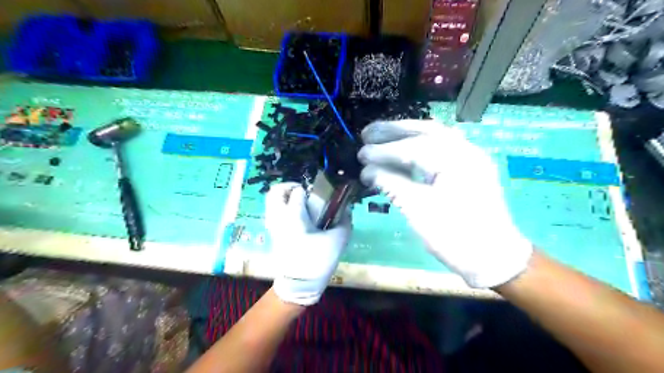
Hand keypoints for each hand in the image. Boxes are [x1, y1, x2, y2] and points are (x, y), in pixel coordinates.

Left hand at [263, 182, 352, 305]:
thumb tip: (346, 209)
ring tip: (299, 202)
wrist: (299, 285)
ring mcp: (272, 226)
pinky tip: (296, 215)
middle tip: (302, 191)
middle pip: (275, 191)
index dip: (309, 190)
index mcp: (293, 216)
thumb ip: (344, 221)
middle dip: (288, 186)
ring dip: (284, 196)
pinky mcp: (272, 233)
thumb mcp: (337, 241)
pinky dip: (282, 207)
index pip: (297, 192)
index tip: (319, 195)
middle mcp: (279, 217)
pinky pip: (273, 212)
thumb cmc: (317, 261)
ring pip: (271, 201)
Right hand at [359, 119, 532, 287]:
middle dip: (394, 130)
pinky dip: (420, 144)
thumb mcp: (418, 210)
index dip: (383, 151)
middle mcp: (466, 150)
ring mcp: (471, 157)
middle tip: (367, 133)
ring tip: (381, 135)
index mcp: (455, 160)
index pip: (412, 147)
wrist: (494, 258)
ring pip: (435, 136)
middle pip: (425, 130)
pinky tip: (405, 149)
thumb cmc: (455, 236)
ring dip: (407, 133)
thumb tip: (367, 170)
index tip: (361, 154)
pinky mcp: (470, 168)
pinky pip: (442, 147)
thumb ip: (391, 184)